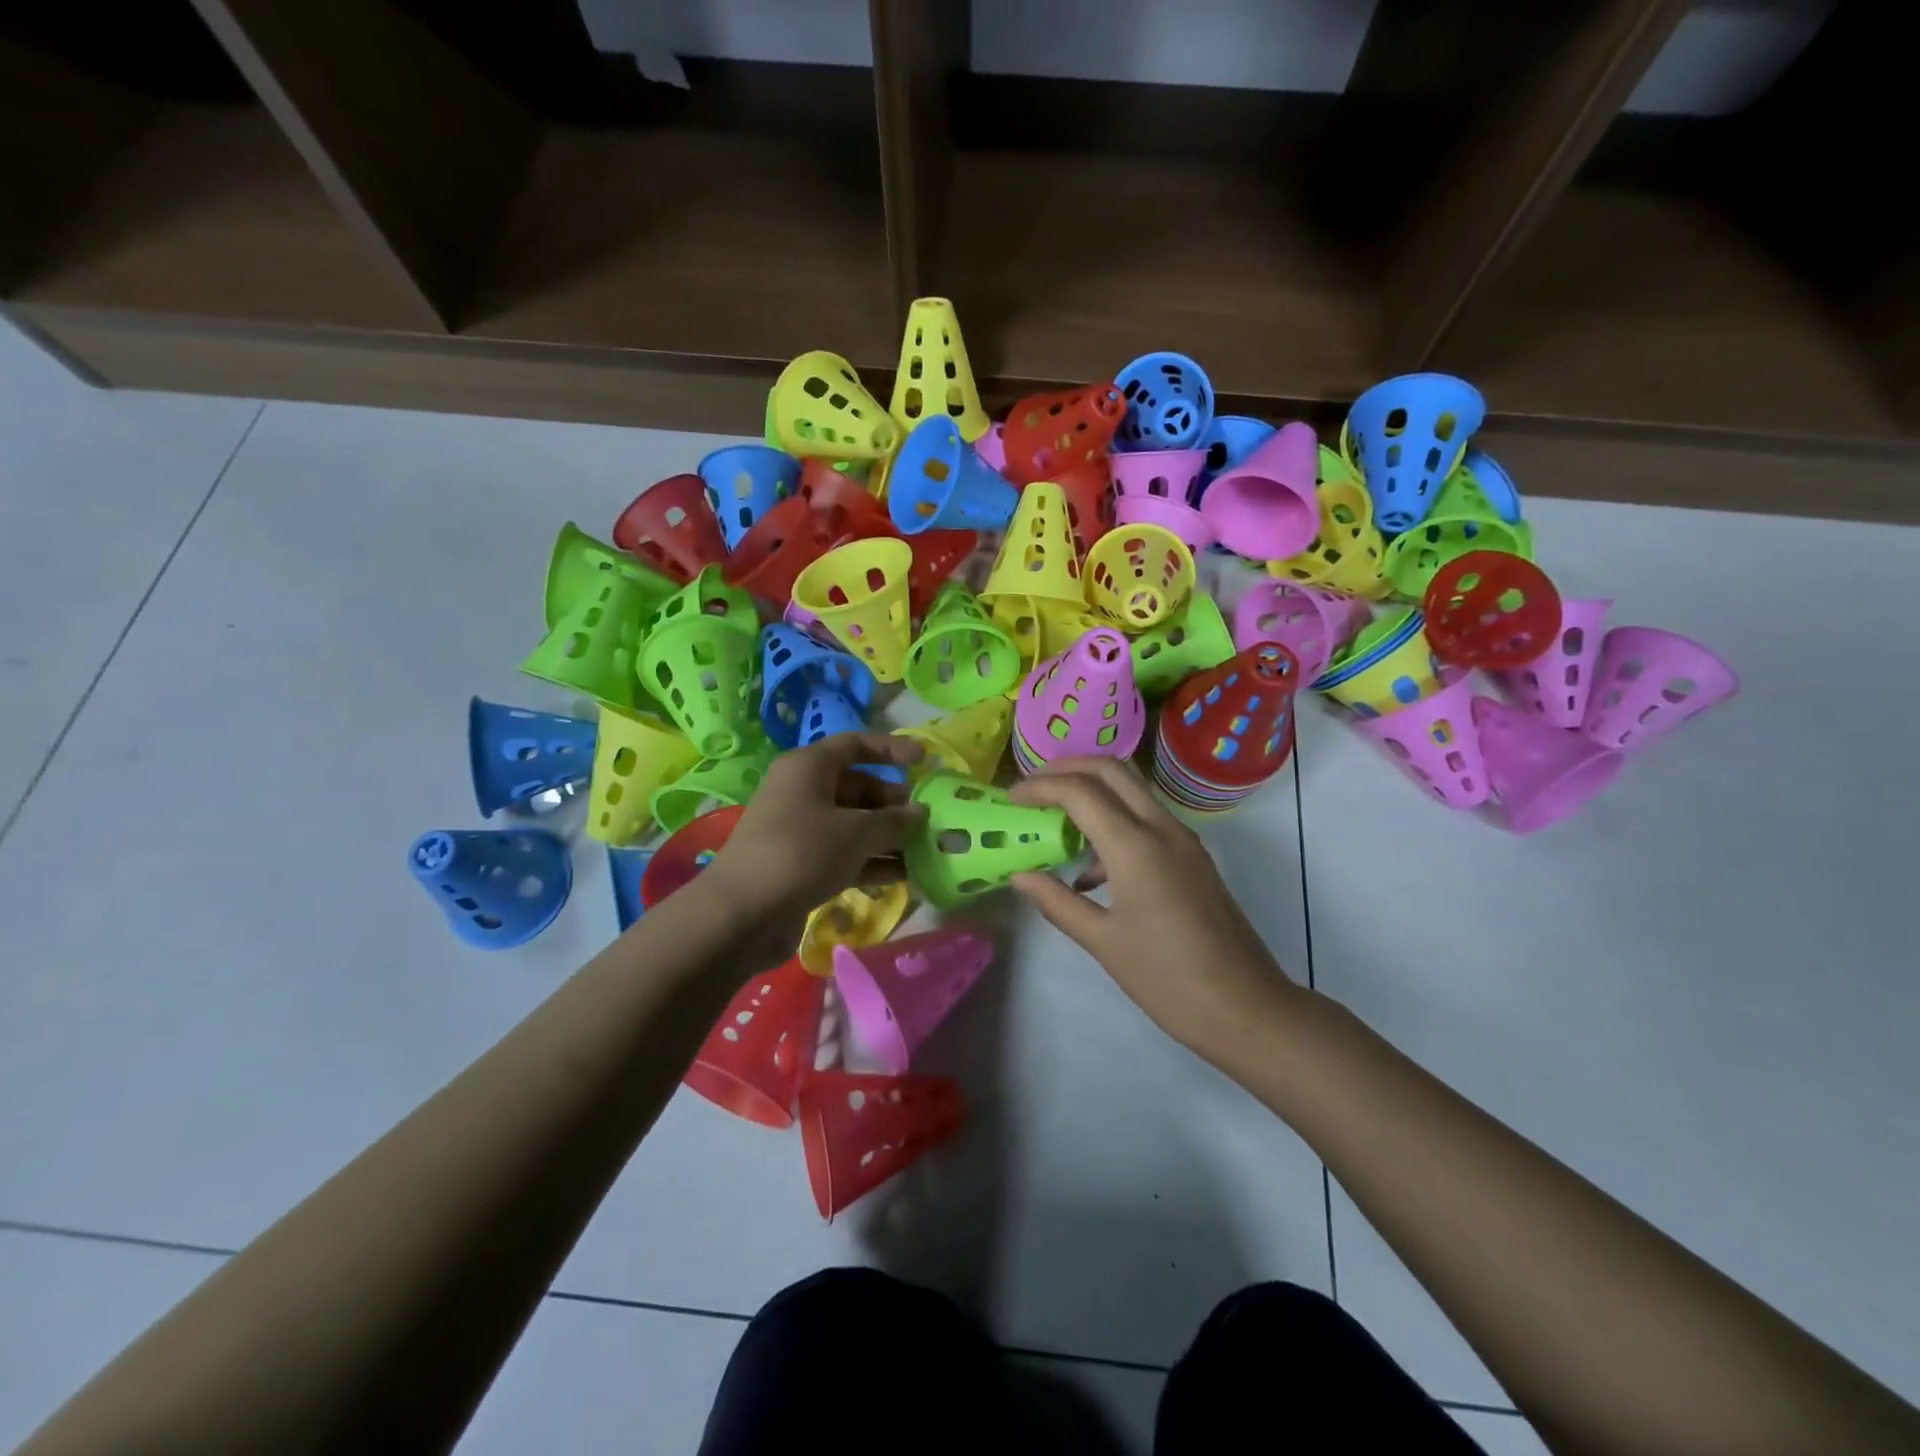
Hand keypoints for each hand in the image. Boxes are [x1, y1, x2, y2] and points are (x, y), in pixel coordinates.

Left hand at [703, 731, 926, 955]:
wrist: (742, 914)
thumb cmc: (802, 853)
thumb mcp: (856, 832)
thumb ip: (894, 821)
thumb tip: (920, 813)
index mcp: (809, 767)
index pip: (855, 744)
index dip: (891, 749)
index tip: (924, 760)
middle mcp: (803, 791)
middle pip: (858, 787)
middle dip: (894, 802)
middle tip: (927, 820)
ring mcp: (800, 829)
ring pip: (853, 823)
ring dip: (888, 836)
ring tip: (925, 850)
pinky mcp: (801, 863)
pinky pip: (844, 853)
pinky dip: (872, 860)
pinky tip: (904, 875)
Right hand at [1008, 758, 1301, 1054]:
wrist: (1245, 1008)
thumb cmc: (1167, 979)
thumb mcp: (1102, 942)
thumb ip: (1057, 902)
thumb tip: (1020, 876)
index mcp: (1135, 846)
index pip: (1079, 791)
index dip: (1040, 787)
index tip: (1010, 799)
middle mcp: (1162, 828)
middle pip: (1111, 770)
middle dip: (1067, 768)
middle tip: (1033, 787)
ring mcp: (1183, 839)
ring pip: (1132, 789)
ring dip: (1092, 790)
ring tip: (1055, 820)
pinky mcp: (1193, 856)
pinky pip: (1147, 817)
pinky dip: (1114, 819)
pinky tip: (1091, 869)